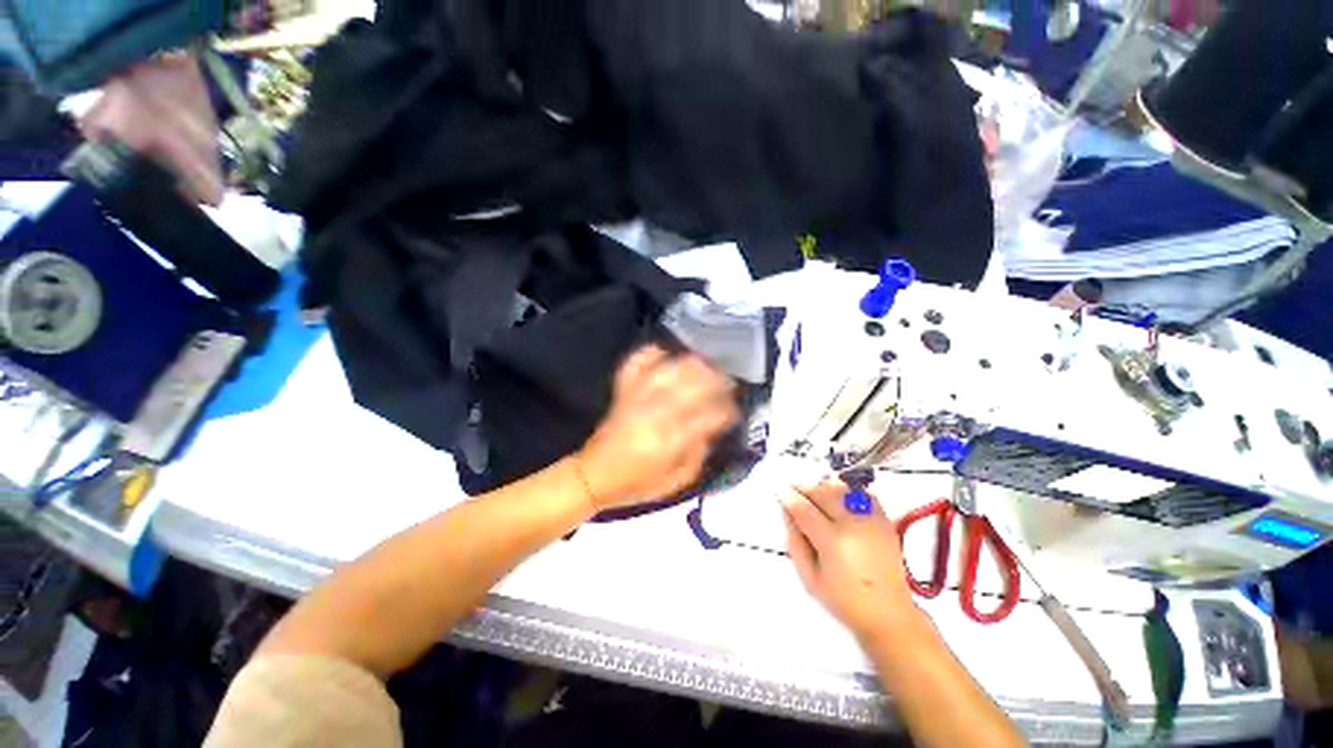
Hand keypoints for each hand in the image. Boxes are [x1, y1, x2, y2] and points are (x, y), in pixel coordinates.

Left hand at [577, 345, 738, 510]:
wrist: (593, 477)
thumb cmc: (636, 484)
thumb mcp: (676, 483)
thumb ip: (698, 455)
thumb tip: (712, 429)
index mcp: (671, 441)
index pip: (709, 415)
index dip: (727, 409)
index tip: (735, 409)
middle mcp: (656, 414)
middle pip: (693, 384)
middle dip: (717, 379)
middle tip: (728, 382)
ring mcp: (637, 398)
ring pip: (670, 369)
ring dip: (693, 363)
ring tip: (706, 364)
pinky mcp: (622, 392)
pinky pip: (635, 364)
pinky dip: (651, 353)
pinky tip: (665, 352)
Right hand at [783, 481, 918, 643]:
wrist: (888, 614)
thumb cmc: (843, 600)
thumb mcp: (808, 577)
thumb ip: (794, 540)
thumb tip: (787, 510)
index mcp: (833, 542)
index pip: (804, 508)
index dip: (789, 498)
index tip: (781, 494)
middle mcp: (853, 525)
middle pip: (822, 492)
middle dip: (805, 489)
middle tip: (796, 495)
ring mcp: (871, 521)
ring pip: (841, 489)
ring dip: (824, 489)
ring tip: (817, 499)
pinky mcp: (884, 520)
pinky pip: (862, 494)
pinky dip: (848, 492)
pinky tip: (840, 503)